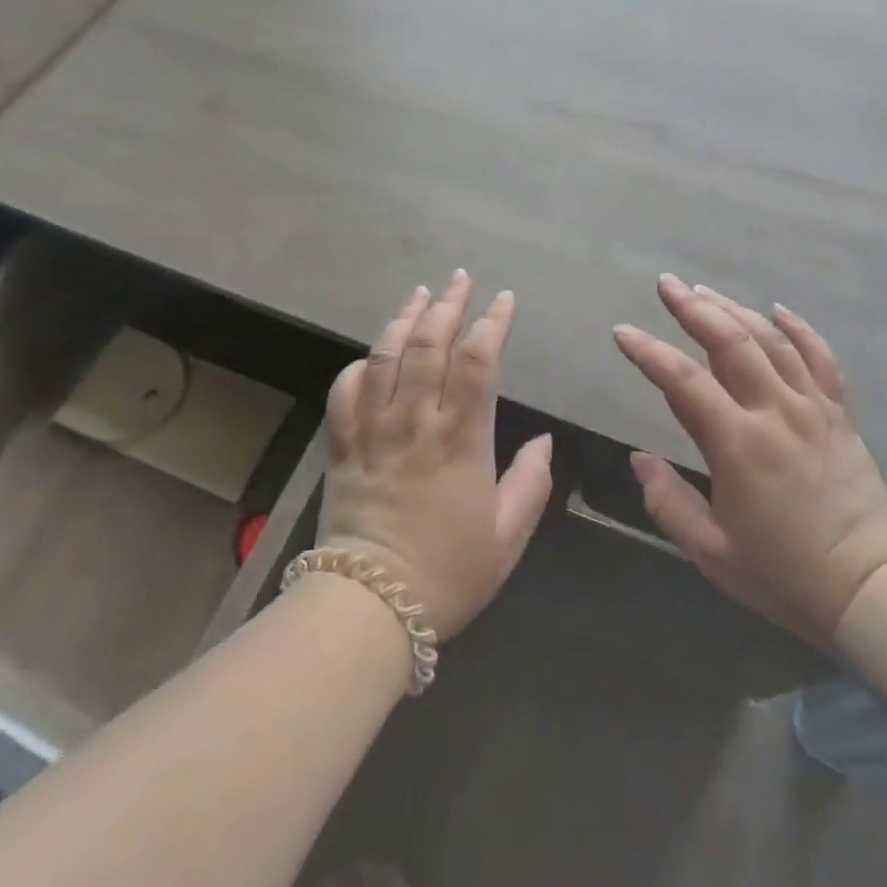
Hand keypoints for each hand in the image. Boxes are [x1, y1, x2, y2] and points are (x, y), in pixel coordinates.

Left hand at [318, 271, 553, 639]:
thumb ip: (531, 483)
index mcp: (461, 439)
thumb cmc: (448, 573)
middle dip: (448, 305)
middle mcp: (416, 421)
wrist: (369, 607)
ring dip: (404, 319)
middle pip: (430, 345)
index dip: (492, 323)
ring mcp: (374, 429)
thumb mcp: (508, 537)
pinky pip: (345, 391)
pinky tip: (373, 353)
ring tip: (420, 293)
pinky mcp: (342, 445)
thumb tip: (544, 440)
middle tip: (460, 278)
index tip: (503, 300)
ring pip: (386, 357)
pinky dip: (360, 364)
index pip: (477, 362)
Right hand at [612, 276, 886, 647]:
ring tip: (705, 291)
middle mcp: (775, 412)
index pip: (682, 382)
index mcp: (738, 445)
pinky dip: (799, 329)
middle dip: (693, 308)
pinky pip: (821, 358)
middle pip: (730, 341)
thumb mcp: (711, 552)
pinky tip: (778, 310)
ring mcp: (813, 408)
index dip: (648, 352)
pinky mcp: (840, 414)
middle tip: (667, 284)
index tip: (622, 332)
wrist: (871, 588)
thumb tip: (639, 458)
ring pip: (771, 341)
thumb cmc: (784, 574)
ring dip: (734, 310)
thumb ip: (668, 502)